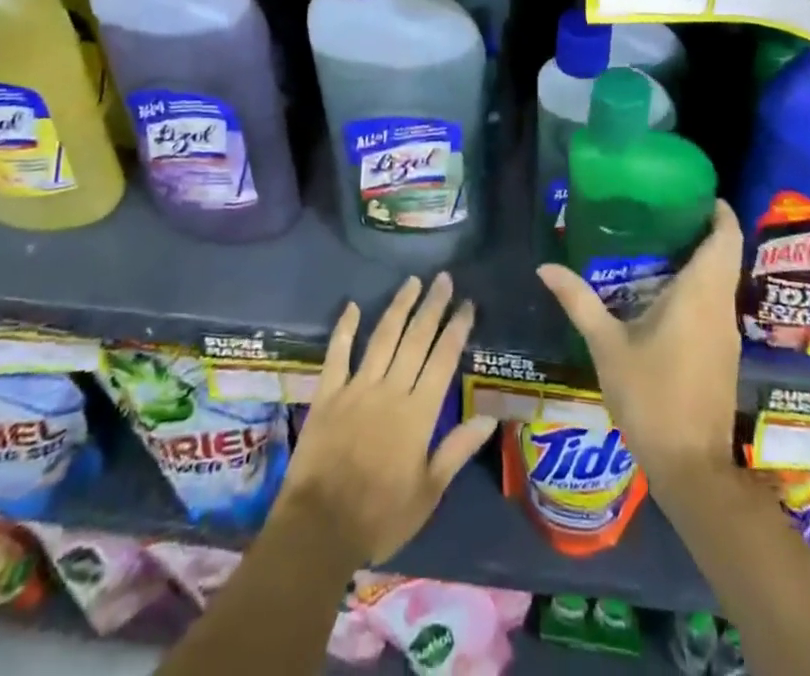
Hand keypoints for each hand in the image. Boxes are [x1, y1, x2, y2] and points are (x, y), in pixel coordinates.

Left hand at [275, 272, 498, 565]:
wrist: (319, 530)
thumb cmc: (380, 517)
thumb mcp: (428, 492)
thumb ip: (457, 449)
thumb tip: (490, 417)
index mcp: (418, 413)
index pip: (443, 360)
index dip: (456, 329)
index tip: (467, 304)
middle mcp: (390, 390)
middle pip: (415, 339)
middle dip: (432, 307)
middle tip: (443, 279)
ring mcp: (357, 388)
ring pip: (383, 337)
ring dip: (399, 307)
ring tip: (412, 282)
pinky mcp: (328, 395)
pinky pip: (337, 354)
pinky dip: (345, 329)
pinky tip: (352, 306)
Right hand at [536, 200, 742, 485]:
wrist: (691, 467)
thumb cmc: (651, 397)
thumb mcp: (607, 346)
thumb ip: (579, 301)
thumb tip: (545, 267)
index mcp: (700, 294)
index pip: (726, 237)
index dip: (718, 210)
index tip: (694, 192)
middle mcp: (720, 306)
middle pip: (725, 254)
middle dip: (702, 229)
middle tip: (662, 212)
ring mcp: (726, 332)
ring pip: (722, 280)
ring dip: (701, 258)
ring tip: (658, 243)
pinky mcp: (724, 354)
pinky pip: (716, 303)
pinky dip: (699, 286)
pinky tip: (664, 291)